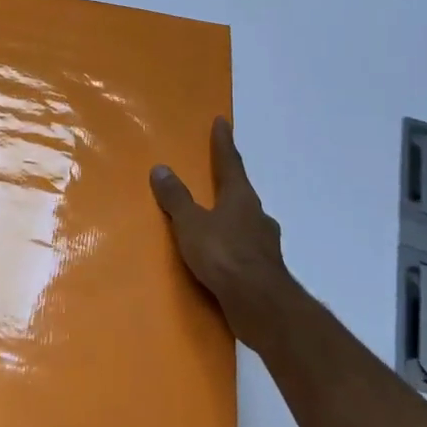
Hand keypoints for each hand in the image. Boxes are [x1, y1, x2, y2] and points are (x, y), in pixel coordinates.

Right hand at [151, 117, 292, 349]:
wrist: (260, 304)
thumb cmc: (223, 254)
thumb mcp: (191, 224)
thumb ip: (176, 199)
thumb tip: (161, 168)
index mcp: (240, 197)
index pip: (230, 163)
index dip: (224, 143)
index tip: (223, 122)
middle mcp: (256, 215)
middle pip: (241, 193)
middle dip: (230, 184)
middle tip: (217, 178)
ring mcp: (265, 244)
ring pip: (246, 223)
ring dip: (233, 219)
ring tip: (215, 222)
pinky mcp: (265, 270)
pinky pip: (245, 250)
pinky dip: (233, 247)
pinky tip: (224, 258)